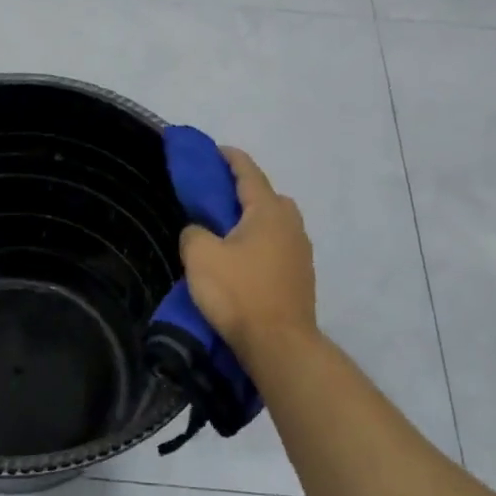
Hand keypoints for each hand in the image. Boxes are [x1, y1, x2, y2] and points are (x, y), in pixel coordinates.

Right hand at [179, 146, 318, 362]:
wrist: (278, 344)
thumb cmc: (238, 293)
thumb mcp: (200, 256)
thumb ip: (193, 232)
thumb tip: (199, 231)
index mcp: (268, 212)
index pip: (248, 173)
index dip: (230, 159)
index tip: (215, 151)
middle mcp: (291, 225)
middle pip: (268, 197)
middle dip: (245, 192)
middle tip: (217, 198)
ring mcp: (300, 253)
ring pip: (275, 224)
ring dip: (254, 221)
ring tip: (227, 232)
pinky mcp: (301, 278)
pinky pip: (278, 248)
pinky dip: (261, 245)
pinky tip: (243, 262)